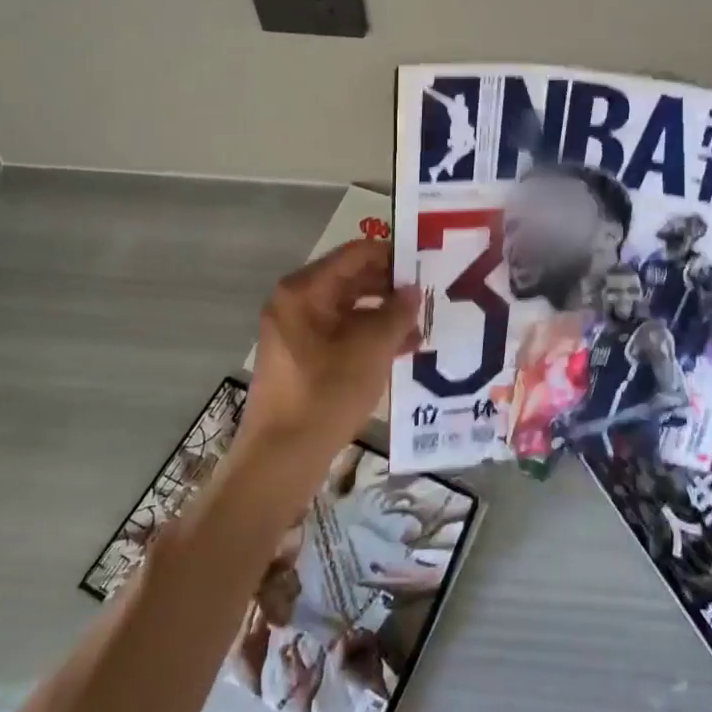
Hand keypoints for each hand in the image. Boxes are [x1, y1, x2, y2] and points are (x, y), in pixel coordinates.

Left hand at [239, 239, 418, 477]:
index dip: (393, 255)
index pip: (356, 254)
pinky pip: (342, 333)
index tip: (426, 262)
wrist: (282, 458)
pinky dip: (370, 336)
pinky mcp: (303, 357)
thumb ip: (397, 313)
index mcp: (304, 290)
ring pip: (350, 308)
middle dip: (391, 287)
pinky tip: (404, 349)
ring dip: (385, 314)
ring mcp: (297, 330)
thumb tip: (413, 291)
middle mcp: (296, 302)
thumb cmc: (326, 394)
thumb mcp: (372, 349)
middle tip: (430, 294)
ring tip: (424, 325)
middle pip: (352, 279)